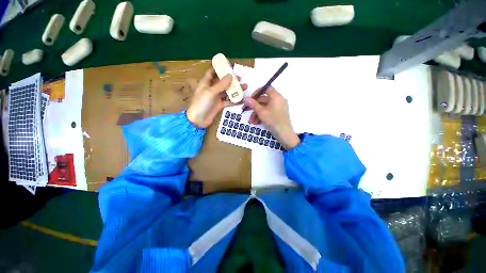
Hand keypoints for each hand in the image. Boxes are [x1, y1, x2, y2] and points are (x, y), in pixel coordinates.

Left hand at [187, 69, 246, 127]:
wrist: (198, 120)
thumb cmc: (202, 103)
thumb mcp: (211, 92)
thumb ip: (221, 84)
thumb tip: (231, 75)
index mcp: (206, 83)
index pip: (212, 72)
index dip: (220, 69)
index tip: (230, 67)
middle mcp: (212, 89)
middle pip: (222, 82)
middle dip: (231, 80)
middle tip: (241, 79)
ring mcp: (216, 98)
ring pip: (227, 92)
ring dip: (235, 90)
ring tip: (245, 88)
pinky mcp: (219, 105)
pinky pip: (228, 101)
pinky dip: (234, 101)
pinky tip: (242, 100)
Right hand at [243, 87, 299, 148]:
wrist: (284, 134)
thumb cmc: (273, 121)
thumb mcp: (261, 112)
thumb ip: (253, 104)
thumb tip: (245, 98)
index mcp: (276, 96)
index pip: (266, 88)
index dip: (257, 92)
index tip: (250, 99)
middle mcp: (279, 100)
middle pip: (264, 99)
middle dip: (255, 106)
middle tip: (247, 111)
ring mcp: (279, 107)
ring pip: (265, 107)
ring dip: (257, 113)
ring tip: (252, 121)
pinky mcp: (279, 114)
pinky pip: (269, 111)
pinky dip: (262, 115)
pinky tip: (257, 122)